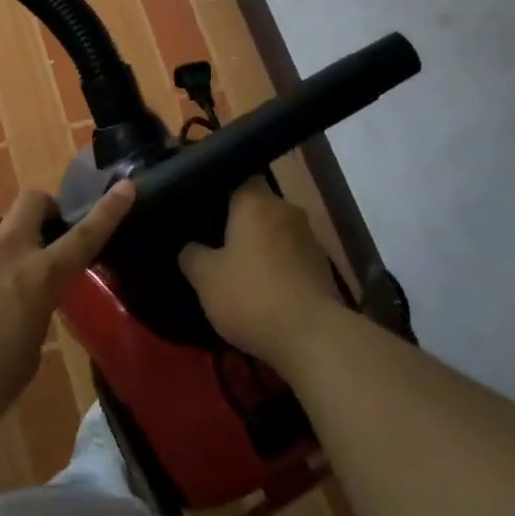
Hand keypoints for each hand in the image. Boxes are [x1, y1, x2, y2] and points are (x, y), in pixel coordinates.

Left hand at [0, 181, 135, 439]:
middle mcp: (5, 249)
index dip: (109, 210)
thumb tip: (24, 306)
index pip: (85, 236)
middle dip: (43, 210)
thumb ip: (33, 318)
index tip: (126, 185)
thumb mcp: (26, 358)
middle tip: (40, 236)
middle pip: (32, 200)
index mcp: (39, 276)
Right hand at [179, 180, 348, 373]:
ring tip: (242, 271)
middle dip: (242, 223)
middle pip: (260, 206)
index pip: (239, 178)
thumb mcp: (205, 278)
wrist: (313, 337)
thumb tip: (190, 247)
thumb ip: (192, 255)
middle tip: (218, 244)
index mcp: (256, 202)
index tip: (205, 212)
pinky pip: (293, 257)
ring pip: (277, 232)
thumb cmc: (252, 295)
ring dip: (263, 246)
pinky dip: (280, 268)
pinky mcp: (324, 267)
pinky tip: (266, 291)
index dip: (221, 192)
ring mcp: (310, 238)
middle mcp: (286, 210)